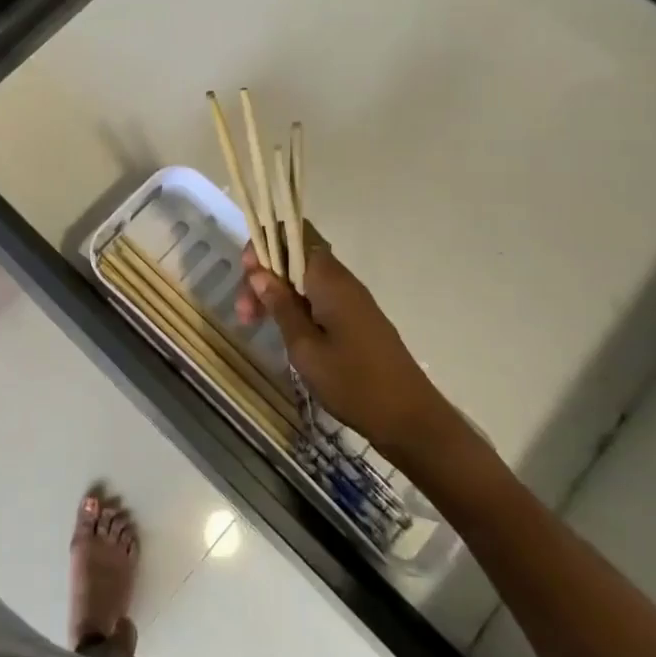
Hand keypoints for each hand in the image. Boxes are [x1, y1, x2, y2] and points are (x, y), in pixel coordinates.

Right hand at [235, 227, 466, 473]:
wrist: (411, 419)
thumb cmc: (353, 383)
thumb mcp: (305, 348)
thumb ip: (281, 306)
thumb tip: (259, 272)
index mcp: (329, 280)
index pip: (293, 236)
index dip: (265, 247)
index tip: (246, 276)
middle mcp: (342, 280)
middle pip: (295, 257)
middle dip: (264, 275)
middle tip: (244, 313)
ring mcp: (351, 300)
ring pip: (304, 279)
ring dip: (277, 293)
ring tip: (255, 323)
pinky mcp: (356, 319)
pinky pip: (318, 296)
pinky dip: (295, 305)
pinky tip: (284, 330)